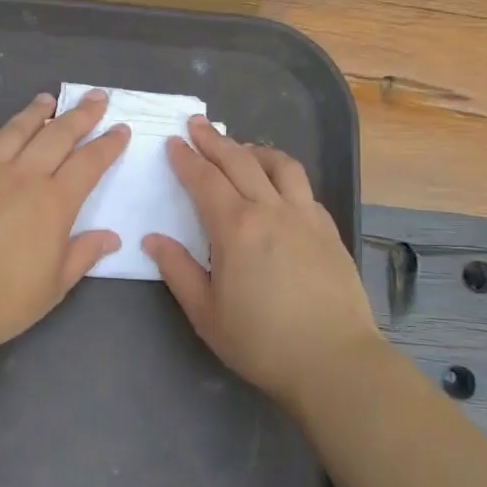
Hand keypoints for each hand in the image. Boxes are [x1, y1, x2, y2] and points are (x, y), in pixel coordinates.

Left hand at [0, 90, 129, 356]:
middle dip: (80, 115)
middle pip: (56, 136)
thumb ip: (83, 256)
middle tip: (95, 98)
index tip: (121, 129)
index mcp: (53, 203)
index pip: (89, 164)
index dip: (108, 145)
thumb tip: (112, 237)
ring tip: (46, 99)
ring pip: (13, 132)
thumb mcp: (52, 288)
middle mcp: (20, 177)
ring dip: (33, 113)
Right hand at [144, 119, 379, 409]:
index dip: (186, 159)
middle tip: (197, 125)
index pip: (205, 180)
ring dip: (254, 150)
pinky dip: (284, 175)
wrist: (334, 361)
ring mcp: (305, 217)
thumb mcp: (206, 314)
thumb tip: (153, 239)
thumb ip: (178, 271)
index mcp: (236, 228)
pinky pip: (304, 188)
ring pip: (280, 165)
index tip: (174, 143)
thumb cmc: (261, 342)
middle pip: (240, 161)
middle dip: (214, 140)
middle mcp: (271, 210)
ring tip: (240, 148)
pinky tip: (278, 187)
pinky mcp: (328, 230)